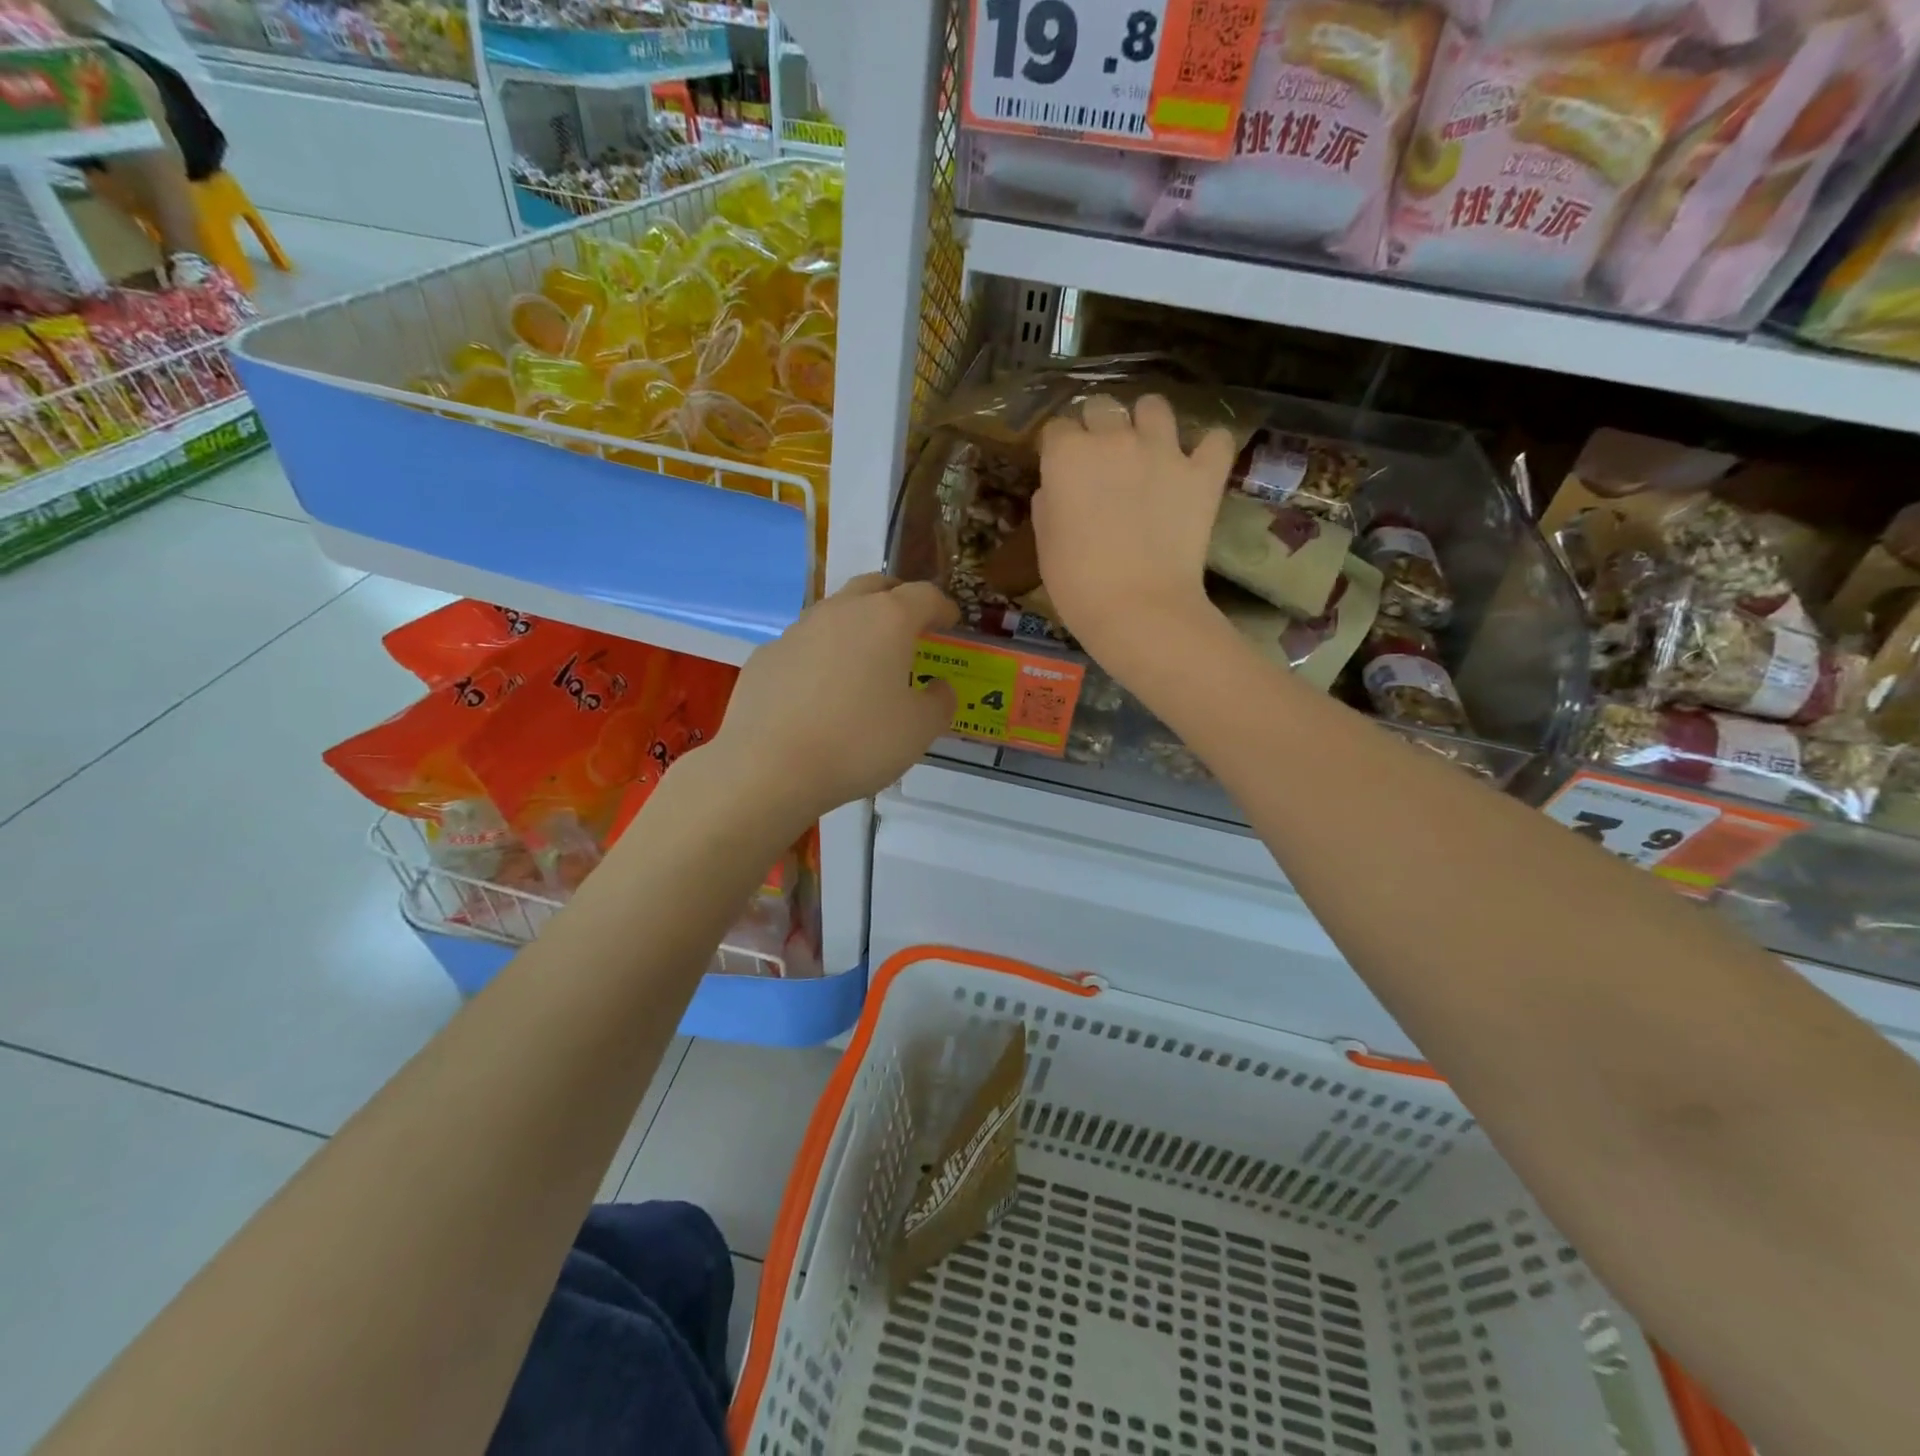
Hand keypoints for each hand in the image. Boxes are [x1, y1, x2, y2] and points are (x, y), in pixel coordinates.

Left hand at [713, 575, 958, 825]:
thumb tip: (938, 687)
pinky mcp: (766, 656)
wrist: (770, 767)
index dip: (943, 607)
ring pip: (835, 613)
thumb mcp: (920, 730)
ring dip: (856, 626)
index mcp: (887, 620)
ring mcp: (797, 631)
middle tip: (910, 624)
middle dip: (898, 599)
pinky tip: (820, 692)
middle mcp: (841, 612)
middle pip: (875, 587)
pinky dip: (821, 657)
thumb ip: (939, 702)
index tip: (951, 622)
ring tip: (864, 660)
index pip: (924, 595)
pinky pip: (804, 646)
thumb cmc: (859, 743)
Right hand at [1032, 393, 1235, 668]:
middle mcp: (1114, 438)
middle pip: (1102, 406)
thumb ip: (1049, 504)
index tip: (1060, 471)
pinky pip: (1215, 440)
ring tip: (1148, 451)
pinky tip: (1198, 464)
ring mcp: (1164, 450)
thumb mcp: (1045, 544)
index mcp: (1067, 455)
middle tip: (1101, 460)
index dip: (1057, 449)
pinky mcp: (1203, 472)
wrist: (1138, 608)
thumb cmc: (1078, 584)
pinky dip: (1207, 448)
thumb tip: (1057, 489)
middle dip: (1098, 426)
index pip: (1056, 429)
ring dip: (1147, 423)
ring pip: (1154, 407)